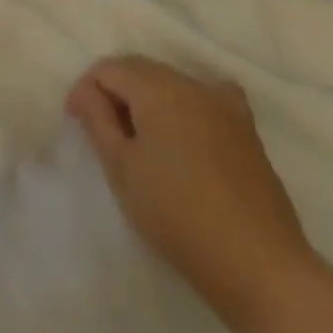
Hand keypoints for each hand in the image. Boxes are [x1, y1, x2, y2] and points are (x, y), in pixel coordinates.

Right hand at [66, 57, 323, 322]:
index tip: (76, 122)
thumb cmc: (175, 214)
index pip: (109, 69)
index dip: (85, 90)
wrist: (256, 263)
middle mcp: (194, 86)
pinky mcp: (247, 130)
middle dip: (114, 90)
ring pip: (172, 82)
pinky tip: (182, 132)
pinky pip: (206, 98)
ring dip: (146, 98)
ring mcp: (226, 106)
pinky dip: (184, 105)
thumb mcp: (121, 167)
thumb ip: (98, 119)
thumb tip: (87, 91)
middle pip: (141, 69)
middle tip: (100, 130)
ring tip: (137, 136)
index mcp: (160, 90)